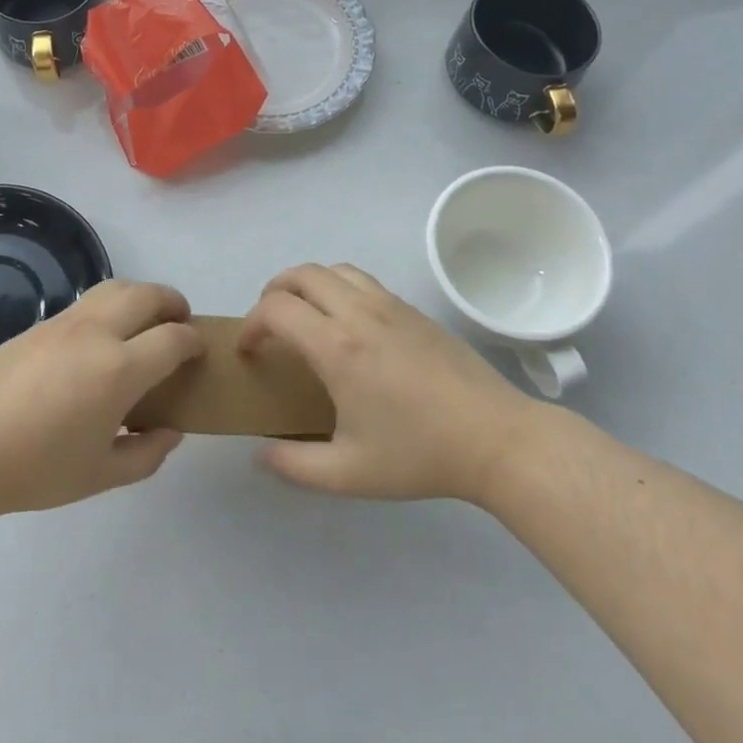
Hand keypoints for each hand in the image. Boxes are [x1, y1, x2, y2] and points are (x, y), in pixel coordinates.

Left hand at [0, 279, 203, 518]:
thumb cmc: (34, 470)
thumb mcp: (99, 475)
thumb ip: (145, 455)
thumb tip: (170, 431)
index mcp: (119, 369)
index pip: (172, 338)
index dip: (192, 340)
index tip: (198, 349)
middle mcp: (96, 333)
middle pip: (147, 294)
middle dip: (172, 302)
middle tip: (180, 320)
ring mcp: (63, 323)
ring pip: (114, 287)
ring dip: (140, 295)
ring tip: (143, 320)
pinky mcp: (36, 324)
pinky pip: (85, 303)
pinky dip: (109, 306)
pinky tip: (99, 339)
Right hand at [242, 263, 536, 503]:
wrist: (495, 438)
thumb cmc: (420, 455)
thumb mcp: (350, 474)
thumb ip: (296, 465)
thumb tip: (260, 454)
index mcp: (337, 348)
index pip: (276, 309)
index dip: (250, 324)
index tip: (248, 351)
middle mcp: (358, 313)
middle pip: (300, 274)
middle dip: (272, 292)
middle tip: (267, 325)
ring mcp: (388, 305)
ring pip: (333, 269)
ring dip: (306, 284)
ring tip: (302, 315)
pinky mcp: (411, 308)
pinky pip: (361, 279)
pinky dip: (337, 286)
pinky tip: (345, 322)